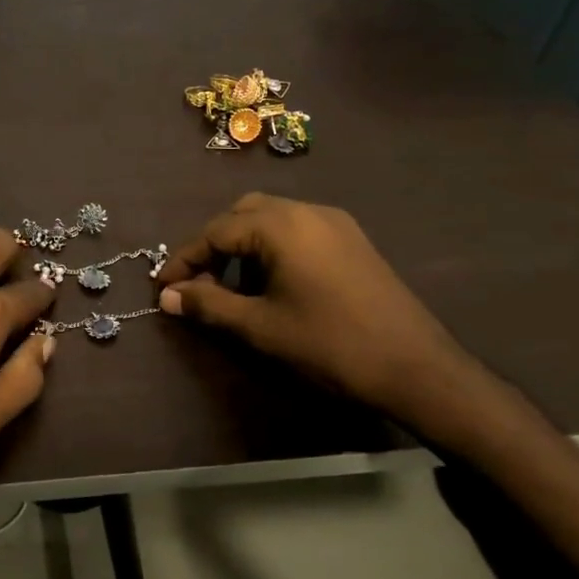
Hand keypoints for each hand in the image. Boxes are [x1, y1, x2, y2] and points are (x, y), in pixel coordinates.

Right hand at [155, 193, 481, 427]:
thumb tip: (168, 296)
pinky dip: (273, 247)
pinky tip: (273, 284)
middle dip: (214, 245)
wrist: (416, 366)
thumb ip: (209, 305)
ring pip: (272, 219)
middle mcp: (307, 211)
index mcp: (281, 225)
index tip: (163, 287)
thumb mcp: (260, 326)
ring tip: (233, 288)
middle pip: (243, 213)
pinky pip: (298, 230)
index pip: (215, 231)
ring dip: (244, 245)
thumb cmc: (328, 344)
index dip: (185, 260)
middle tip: (199, 283)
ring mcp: (335, 223)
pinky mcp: (353, 240)